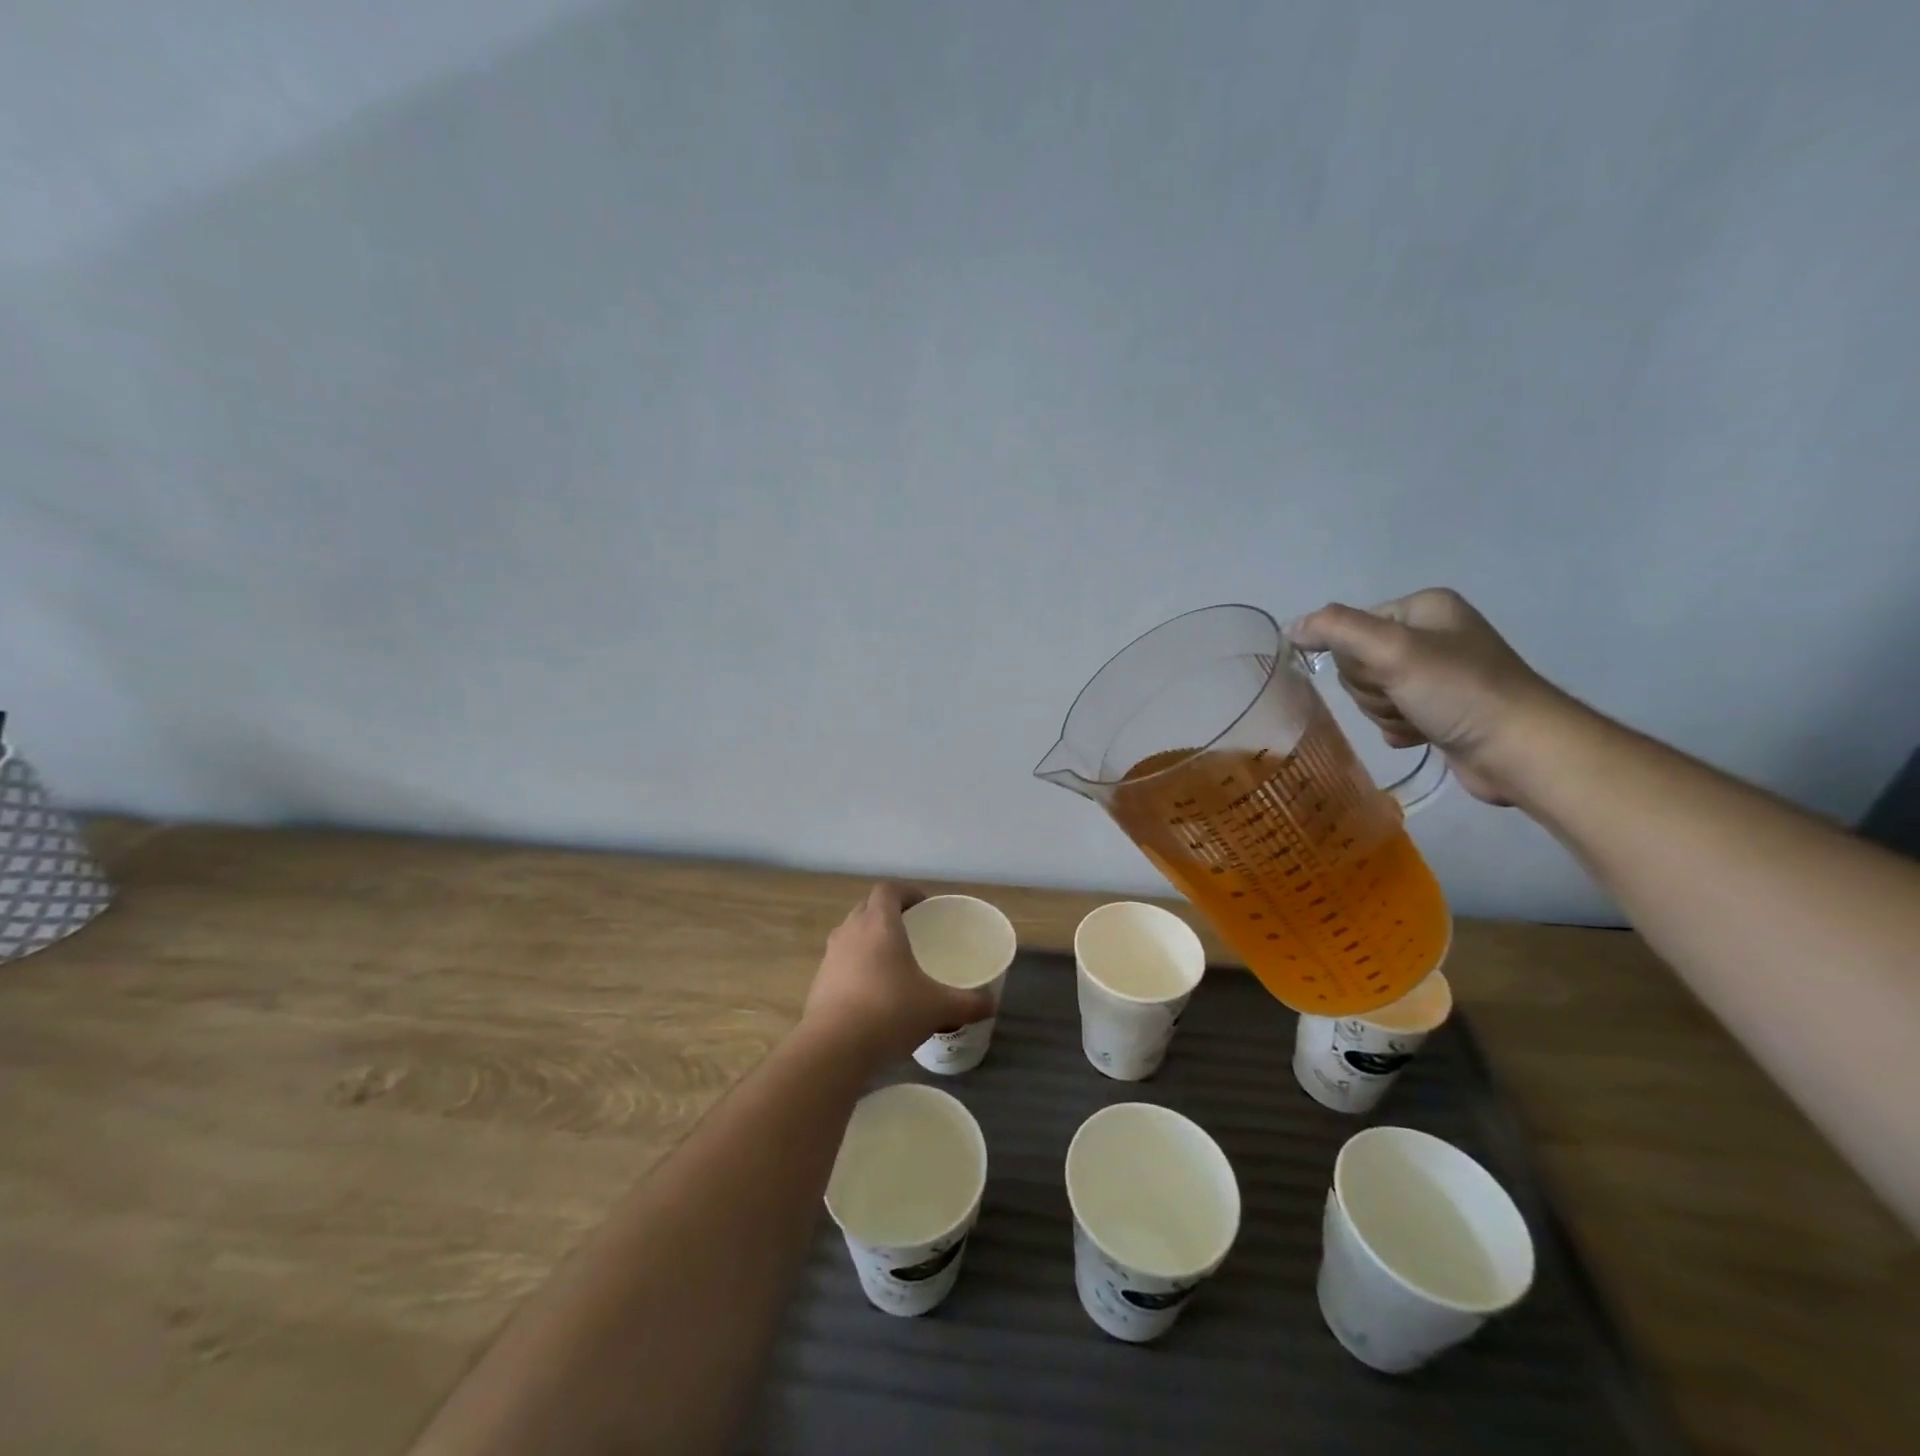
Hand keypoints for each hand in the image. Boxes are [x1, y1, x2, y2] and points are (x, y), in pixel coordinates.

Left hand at [801, 883, 997, 1063]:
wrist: (833, 1048)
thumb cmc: (889, 1012)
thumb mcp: (937, 1008)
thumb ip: (968, 1003)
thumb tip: (991, 1004)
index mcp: (880, 924)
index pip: (888, 889)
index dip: (906, 892)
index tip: (923, 906)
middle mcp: (851, 931)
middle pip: (867, 907)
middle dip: (887, 912)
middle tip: (910, 931)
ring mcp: (830, 956)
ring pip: (851, 933)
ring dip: (868, 938)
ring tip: (891, 962)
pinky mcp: (818, 981)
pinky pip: (840, 961)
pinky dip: (855, 966)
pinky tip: (871, 992)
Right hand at [1287, 588, 1567, 805]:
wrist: (1520, 750)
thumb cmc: (1458, 691)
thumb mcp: (1393, 650)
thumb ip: (1336, 630)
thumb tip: (1290, 627)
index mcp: (1423, 608)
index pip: (1351, 627)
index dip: (1356, 657)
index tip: (1385, 673)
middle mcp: (1430, 635)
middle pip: (1358, 663)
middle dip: (1373, 689)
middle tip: (1404, 698)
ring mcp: (1436, 674)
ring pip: (1371, 693)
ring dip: (1385, 712)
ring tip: (1419, 720)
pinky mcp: (1438, 710)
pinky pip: (1390, 716)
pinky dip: (1398, 728)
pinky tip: (1421, 736)